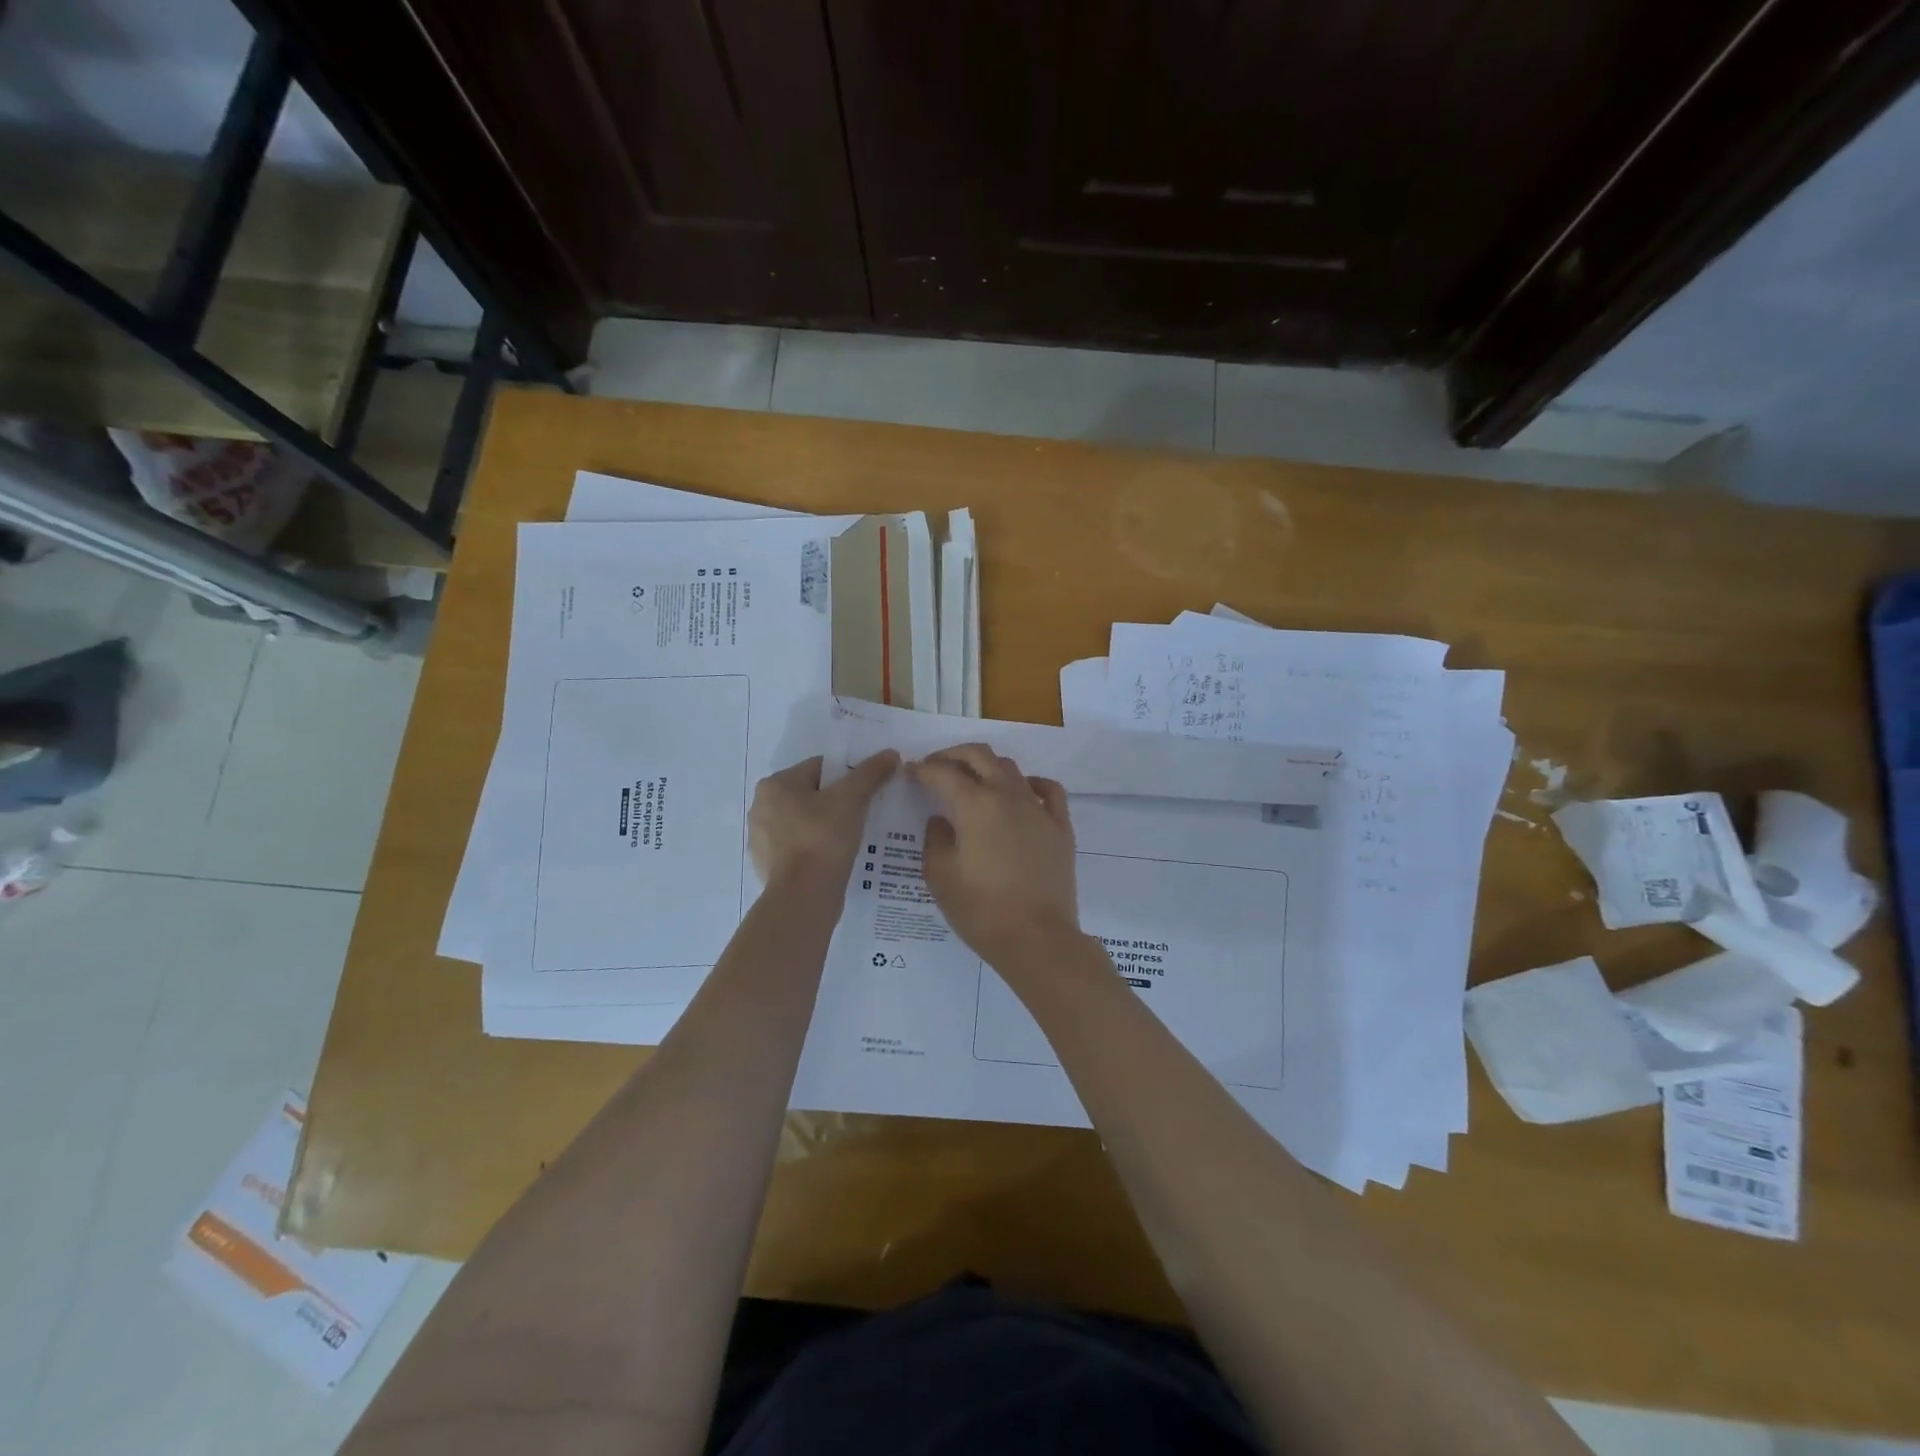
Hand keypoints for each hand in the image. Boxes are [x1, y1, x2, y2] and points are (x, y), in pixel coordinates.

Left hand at [749, 751, 898, 890]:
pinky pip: (799, 849)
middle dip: (836, 802)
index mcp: (775, 785)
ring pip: (804, 823)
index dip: (848, 776)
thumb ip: (870, 773)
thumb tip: (891, 754)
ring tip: (853, 837)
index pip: (819, 768)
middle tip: (864, 813)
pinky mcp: (769, 867)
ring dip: (826, 826)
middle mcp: (761, 808)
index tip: (868, 790)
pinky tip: (836, 858)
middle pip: (810, 795)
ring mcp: (762, 840)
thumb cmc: (823, 838)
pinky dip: (816, 849)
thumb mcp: (852, 798)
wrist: (804, 896)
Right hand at [911, 745, 1081, 969]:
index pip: (943, 773)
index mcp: (975, 805)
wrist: (1037, 939)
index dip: (923, 769)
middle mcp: (1008, 796)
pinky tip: (1021, 792)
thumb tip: (941, 820)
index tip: (911, 772)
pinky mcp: (1060, 827)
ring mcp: (1039, 809)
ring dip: (987, 766)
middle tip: (937, 766)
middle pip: (980, 755)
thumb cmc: (981, 910)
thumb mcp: (940, 876)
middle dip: (953, 754)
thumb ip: (935, 840)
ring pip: (1011, 768)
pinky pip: (1048, 790)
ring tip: (972, 780)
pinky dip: (1030, 783)